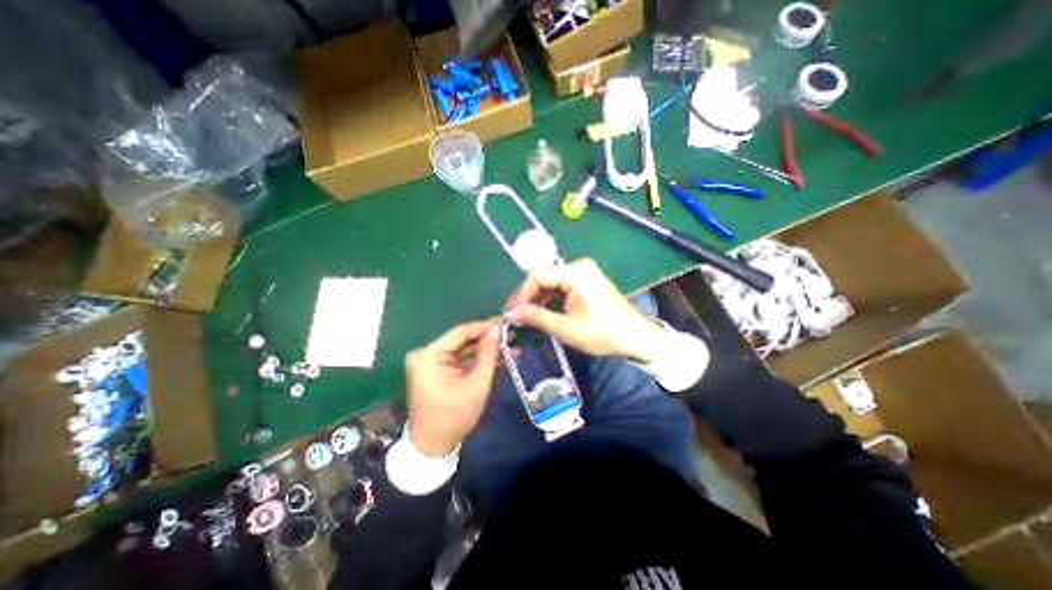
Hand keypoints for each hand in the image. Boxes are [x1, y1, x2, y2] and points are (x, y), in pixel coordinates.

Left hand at [403, 320, 499, 457]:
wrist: (432, 446)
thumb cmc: (455, 417)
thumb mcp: (476, 384)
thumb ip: (487, 354)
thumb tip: (496, 329)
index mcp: (429, 356)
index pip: (460, 332)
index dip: (485, 326)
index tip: (505, 322)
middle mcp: (425, 354)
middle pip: (462, 340)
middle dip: (488, 339)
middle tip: (511, 335)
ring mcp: (429, 362)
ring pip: (463, 350)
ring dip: (485, 350)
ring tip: (511, 348)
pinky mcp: (435, 370)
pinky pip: (459, 360)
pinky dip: (477, 360)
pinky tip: (498, 359)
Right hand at [503, 258, 664, 363]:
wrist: (636, 338)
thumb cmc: (603, 333)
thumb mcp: (567, 328)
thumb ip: (537, 317)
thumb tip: (512, 314)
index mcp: (575, 272)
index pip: (537, 276)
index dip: (520, 294)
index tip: (510, 313)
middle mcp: (578, 266)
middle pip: (543, 278)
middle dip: (528, 297)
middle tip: (515, 316)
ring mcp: (584, 273)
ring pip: (551, 283)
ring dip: (537, 299)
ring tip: (525, 317)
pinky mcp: (586, 282)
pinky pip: (561, 287)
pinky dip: (550, 300)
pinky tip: (542, 312)